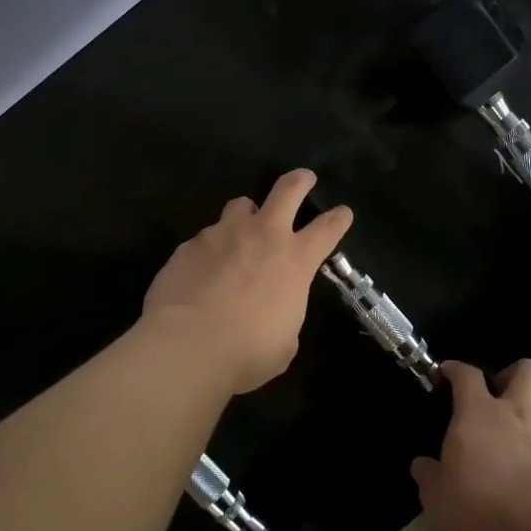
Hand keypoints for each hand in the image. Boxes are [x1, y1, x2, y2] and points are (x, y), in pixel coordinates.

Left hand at [142, 168, 352, 395]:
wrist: (187, 346)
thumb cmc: (247, 352)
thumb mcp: (284, 342)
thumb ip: (284, 314)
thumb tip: (274, 311)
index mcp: (295, 261)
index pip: (327, 229)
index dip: (339, 218)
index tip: (343, 213)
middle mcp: (262, 236)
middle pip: (287, 190)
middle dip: (300, 181)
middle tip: (304, 179)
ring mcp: (223, 234)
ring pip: (241, 205)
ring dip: (247, 215)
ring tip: (241, 231)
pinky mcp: (189, 245)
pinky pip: (206, 238)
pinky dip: (211, 249)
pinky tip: (202, 272)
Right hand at [411, 360, 530, 530]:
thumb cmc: (478, 504)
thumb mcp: (437, 497)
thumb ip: (428, 477)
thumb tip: (421, 466)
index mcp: (477, 412)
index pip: (466, 375)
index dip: (456, 369)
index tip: (448, 372)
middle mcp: (515, 412)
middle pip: (528, 369)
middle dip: (517, 373)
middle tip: (504, 392)